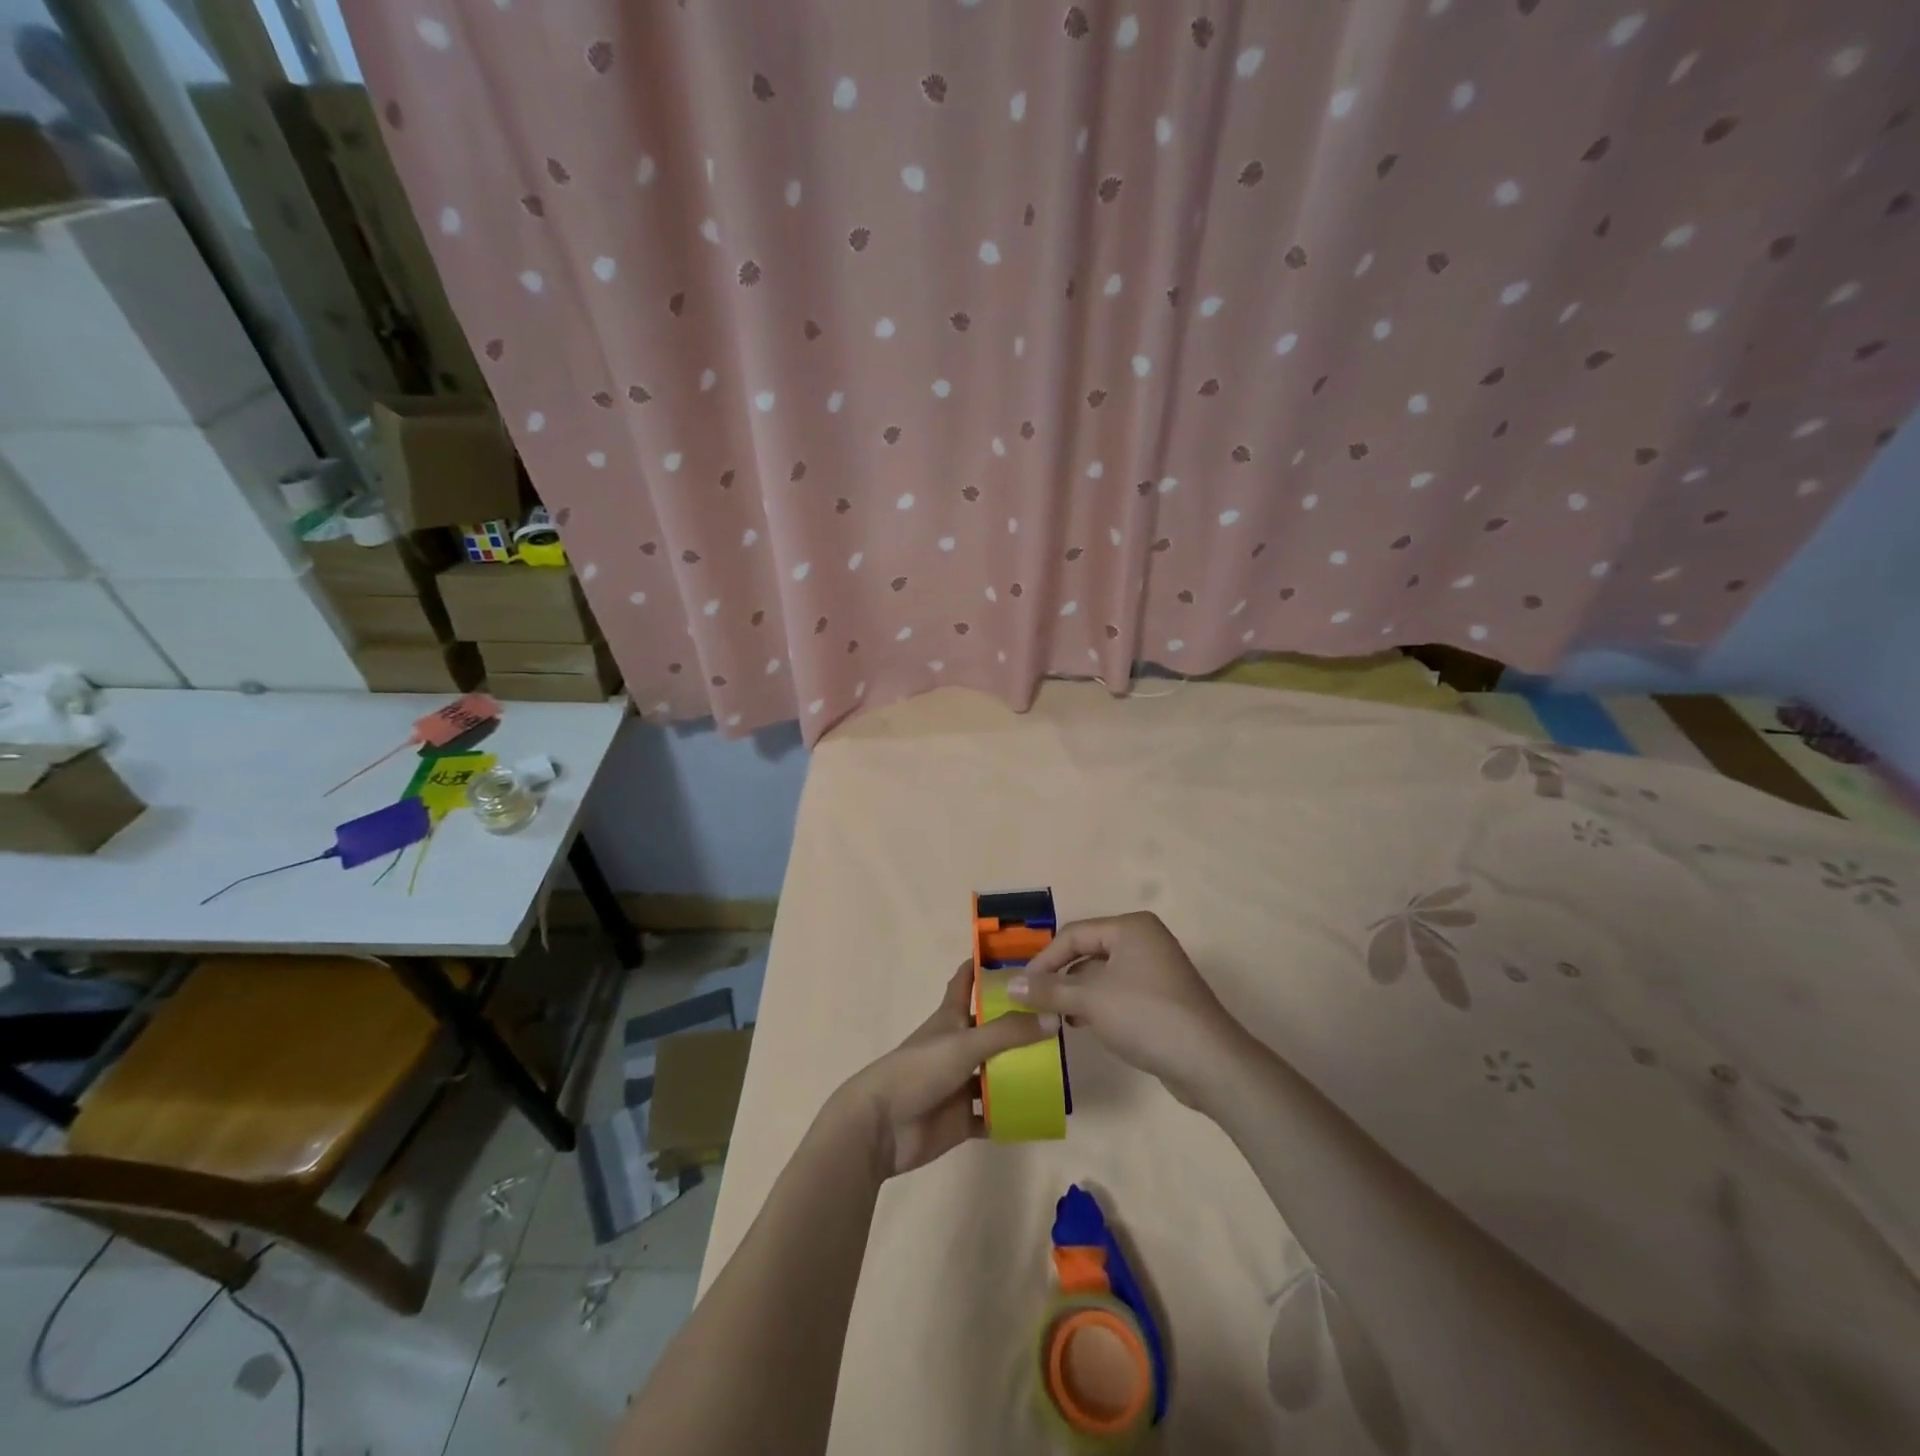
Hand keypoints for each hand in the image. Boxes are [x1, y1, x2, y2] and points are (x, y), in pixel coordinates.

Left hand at [829, 961, 1056, 1179]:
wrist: (882, 1126)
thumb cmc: (918, 1071)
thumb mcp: (964, 1044)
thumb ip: (1008, 1032)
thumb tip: (1053, 1017)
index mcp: (951, 1018)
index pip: (966, 981)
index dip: (984, 966)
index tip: (1015, 954)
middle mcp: (957, 1046)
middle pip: (992, 1028)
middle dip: (1019, 1022)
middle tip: (1059, 1016)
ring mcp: (960, 1083)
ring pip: (996, 1072)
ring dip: (1021, 1070)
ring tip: (1061, 1065)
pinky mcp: (963, 1117)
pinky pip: (994, 1114)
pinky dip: (1013, 1114)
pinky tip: (1041, 1111)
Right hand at [1007, 912, 1240, 1105]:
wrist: (1209, 1062)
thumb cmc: (1146, 1017)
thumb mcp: (1091, 1001)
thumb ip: (1049, 990)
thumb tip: (1010, 985)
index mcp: (1130, 928)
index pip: (1073, 934)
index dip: (1044, 960)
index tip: (1022, 988)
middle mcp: (1144, 940)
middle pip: (1087, 952)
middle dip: (1060, 977)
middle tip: (1035, 1002)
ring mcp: (1155, 969)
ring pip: (1102, 974)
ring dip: (1076, 994)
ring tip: (1055, 1017)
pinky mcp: (1161, 997)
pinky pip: (1118, 992)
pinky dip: (1097, 1005)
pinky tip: (1082, 1024)